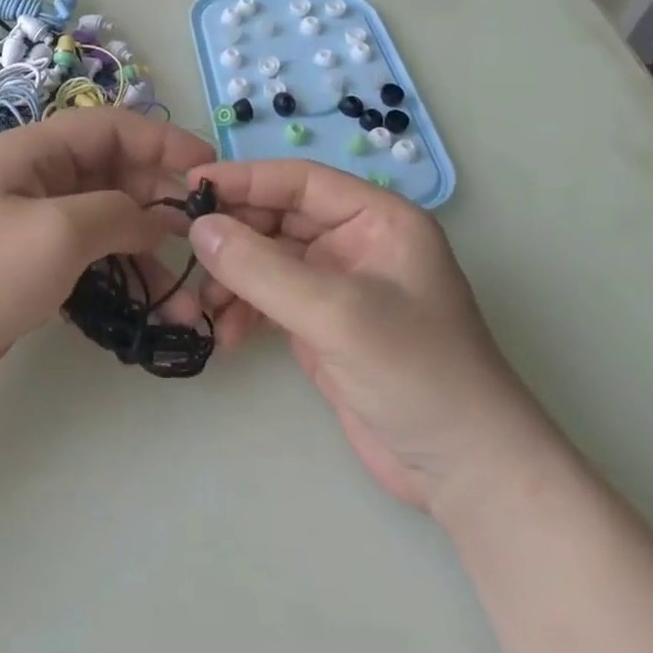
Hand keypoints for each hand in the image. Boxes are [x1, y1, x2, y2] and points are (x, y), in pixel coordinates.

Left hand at [0, 109, 215, 416]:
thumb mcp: (56, 233)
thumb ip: (117, 215)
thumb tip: (160, 217)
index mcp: (35, 152)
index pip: (113, 128)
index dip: (164, 142)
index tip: (211, 172)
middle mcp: (36, 182)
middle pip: (114, 174)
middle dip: (161, 200)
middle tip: (205, 237)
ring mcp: (32, 229)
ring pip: (106, 223)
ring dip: (147, 250)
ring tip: (187, 292)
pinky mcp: (29, 273)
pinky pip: (88, 262)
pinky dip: (121, 278)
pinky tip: (149, 305)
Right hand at [188, 159, 550, 511]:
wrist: (466, 473)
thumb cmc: (417, 373)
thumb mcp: (337, 313)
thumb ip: (262, 269)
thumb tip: (198, 228)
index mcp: (377, 219)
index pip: (300, 181)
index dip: (246, 179)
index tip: (192, 186)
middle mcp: (355, 243)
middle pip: (278, 219)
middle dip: (233, 237)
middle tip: (187, 252)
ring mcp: (337, 286)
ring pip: (267, 260)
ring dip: (232, 278)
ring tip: (202, 306)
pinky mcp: (321, 326)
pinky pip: (268, 299)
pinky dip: (242, 310)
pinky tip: (223, 335)